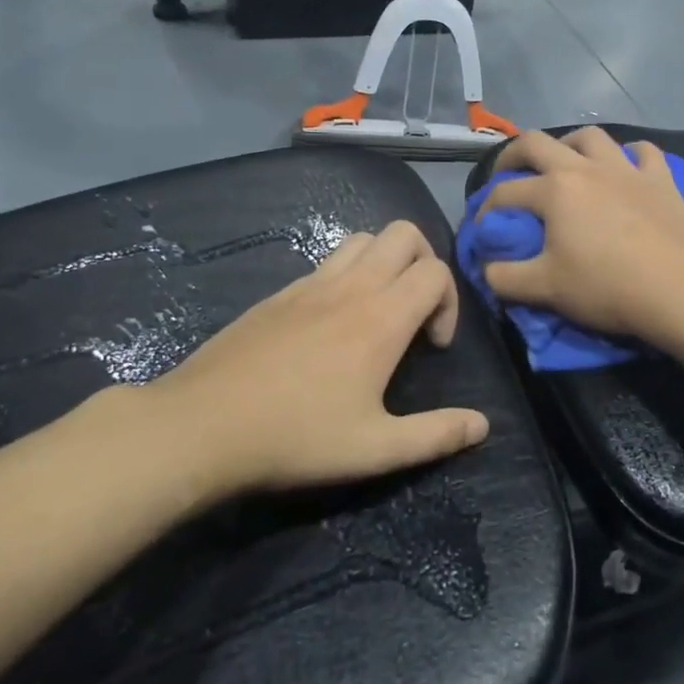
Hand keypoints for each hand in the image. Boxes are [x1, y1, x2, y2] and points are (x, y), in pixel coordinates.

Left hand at [127, 221, 487, 498]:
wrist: (201, 426)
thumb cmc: (295, 438)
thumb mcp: (375, 449)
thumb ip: (436, 435)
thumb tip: (483, 425)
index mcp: (381, 318)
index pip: (436, 271)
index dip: (449, 302)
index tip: (432, 346)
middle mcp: (350, 287)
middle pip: (404, 234)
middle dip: (424, 262)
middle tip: (415, 311)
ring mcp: (309, 284)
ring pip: (362, 239)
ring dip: (384, 262)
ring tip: (378, 311)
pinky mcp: (278, 293)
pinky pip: (326, 262)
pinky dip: (346, 275)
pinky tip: (330, 326)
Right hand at [479, 128, 683, 345]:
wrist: (679, 290)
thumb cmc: (607, 287)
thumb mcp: (544, 289)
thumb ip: (505, 278)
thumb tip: (487, 268)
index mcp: (554, 190)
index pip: (506, 193)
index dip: (486, 210)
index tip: (483, 231)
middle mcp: (586, 168)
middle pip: (539, 143)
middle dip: (514, 154)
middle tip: (508, 172)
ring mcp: (627, 169)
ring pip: (592, 137)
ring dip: (570, 144)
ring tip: (566, 162)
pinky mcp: (661, 179)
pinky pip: (643, 152)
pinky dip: (629, 155)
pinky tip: (626, 166)